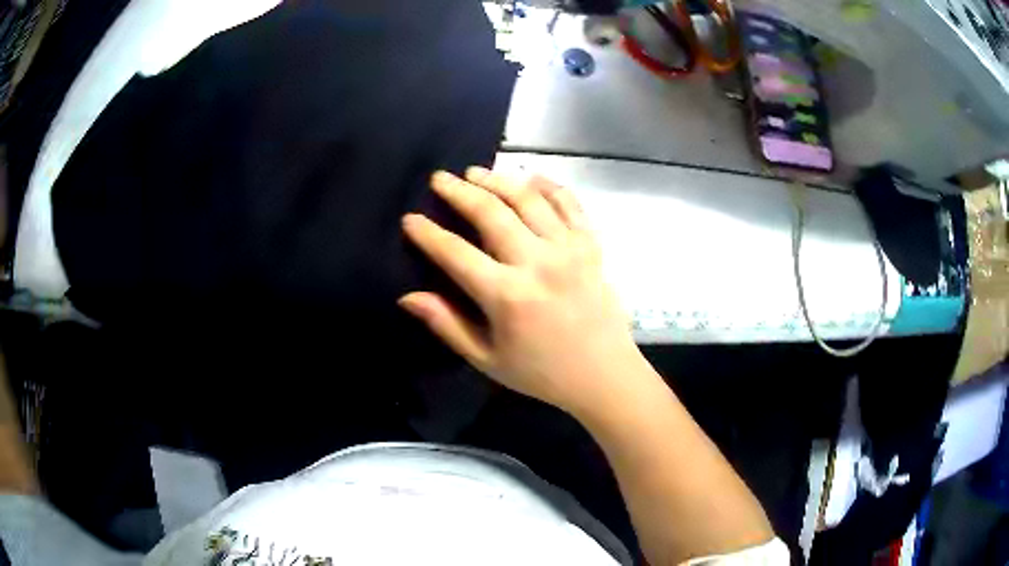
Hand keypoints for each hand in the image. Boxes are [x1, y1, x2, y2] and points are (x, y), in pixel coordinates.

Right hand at [399, 168, 642, 415]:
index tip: (410, 219)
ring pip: (528, 198)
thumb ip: (447, 324)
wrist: (604, 374)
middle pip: (490, 212)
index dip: (427, 234)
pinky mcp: (591, 245)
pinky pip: (569, 202)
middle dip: (459, 191)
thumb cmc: (542, 372)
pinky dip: (548, 185)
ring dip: (498, 179)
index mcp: (507, 296)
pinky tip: (528, 177)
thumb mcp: (487, 359)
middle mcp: (538, 262)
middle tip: (439, 178)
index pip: (455, 253)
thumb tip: (407, 297)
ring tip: (475, 172)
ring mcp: (569, 248)